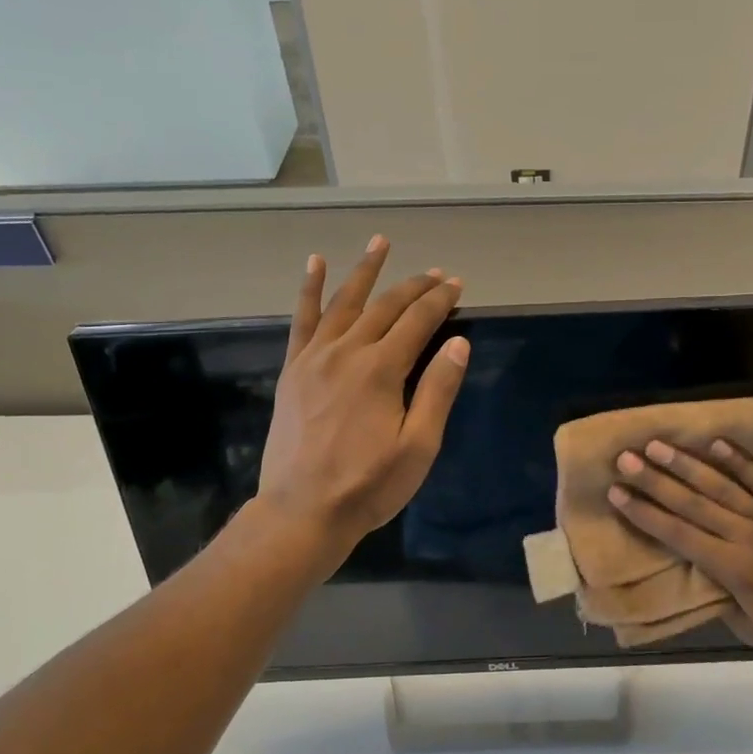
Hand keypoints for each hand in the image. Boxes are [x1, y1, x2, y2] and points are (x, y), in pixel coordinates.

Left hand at [256, 236, 468, 556]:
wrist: (303, 511)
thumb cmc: (369, 485)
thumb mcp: (418, 446)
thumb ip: (438, 391)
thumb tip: (458, 343)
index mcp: (381, 370)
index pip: (417, 322)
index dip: (440, 300)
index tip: (456, 284)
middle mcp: (347, 352)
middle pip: (385, 307)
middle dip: (413, 286)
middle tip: (436, 272)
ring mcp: (315, 358)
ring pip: (344, 302)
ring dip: (365, 271)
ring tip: (381, 242)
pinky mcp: (294, 370)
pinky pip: (302, 320)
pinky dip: (309, 289)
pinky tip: (315, 264)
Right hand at [608, 436, 752, 682]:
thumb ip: (724, 600)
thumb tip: (700, 574)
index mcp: (734, 570)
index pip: (679, 534)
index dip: (645, 514)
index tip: (618, 494)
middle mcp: (749, 537)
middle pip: (693, 503)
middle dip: (655, 480)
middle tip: (626, 457)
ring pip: (723, 485)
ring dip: (687, 464)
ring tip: (658, 445)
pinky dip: (740, 462)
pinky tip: (717, 444)